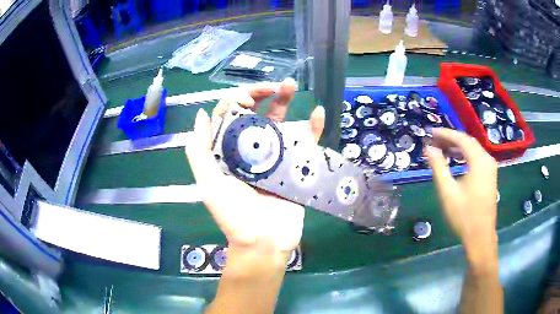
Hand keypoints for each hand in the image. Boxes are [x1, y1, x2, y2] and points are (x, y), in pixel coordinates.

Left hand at [185, 78, 324, 255]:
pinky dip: (313, 127)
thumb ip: (199, 151)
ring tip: (292, 85)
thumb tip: (202, 114)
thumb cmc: (234, 217)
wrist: (264, 242)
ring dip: (286, 101)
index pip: (230, 115)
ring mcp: (275, 156)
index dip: (237, 100)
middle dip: (262, 95)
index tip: (247, 100)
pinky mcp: (296, 165)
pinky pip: (306, 142)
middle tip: (274, 86)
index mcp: (228, 151)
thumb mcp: (208, 185)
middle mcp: (250, 149)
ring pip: (280, 122)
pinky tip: (318, 113)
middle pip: (256, 114)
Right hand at [424, 128, 497, 262]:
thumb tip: (428, 149)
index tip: (431, 133)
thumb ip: (438, 167)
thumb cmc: (464, 215)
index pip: (461, 139)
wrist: (480, 236)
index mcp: (479, 161)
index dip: (445, 134)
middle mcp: (487, 160)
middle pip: (468, 142)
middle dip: (451, 139)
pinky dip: (465, 156)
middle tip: (435, 141)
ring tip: (443, 149)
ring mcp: (490, 168)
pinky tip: (456, 160)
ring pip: (473, 150)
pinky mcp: (490, 176)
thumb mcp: (448, 192)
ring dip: (458, 147)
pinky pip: (477, 158)